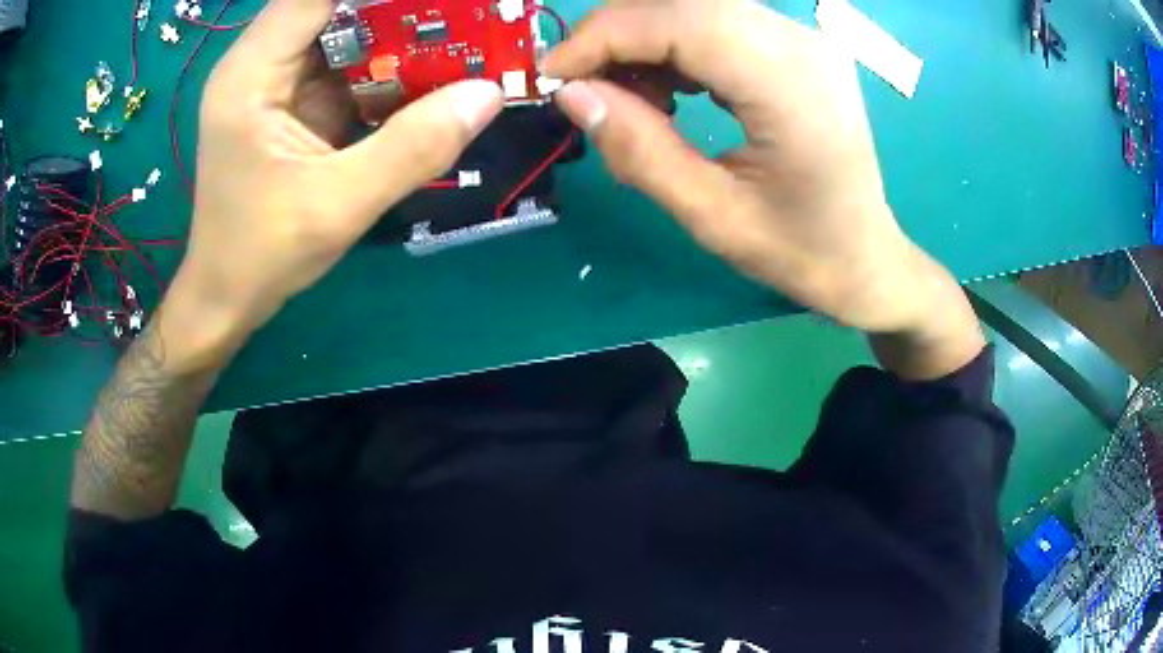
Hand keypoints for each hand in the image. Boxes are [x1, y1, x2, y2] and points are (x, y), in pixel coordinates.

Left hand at [177, 0, 503, 333]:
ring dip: (401, 33)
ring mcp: (279, 81)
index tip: (442, 3)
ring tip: (461, 36)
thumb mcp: (339, 205)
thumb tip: (490, 93)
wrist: (227, 297)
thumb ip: (412, 148)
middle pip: (335, 6)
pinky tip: (433, 73)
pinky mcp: (296, 102)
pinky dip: (391, 66)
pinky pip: (349, 65)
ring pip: (347, 30)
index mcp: (252, 73)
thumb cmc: (262, 254)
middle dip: (400, 9)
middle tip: (464, 16)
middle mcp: (261, 63)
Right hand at [542, 0, 948, 335]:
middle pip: (682, 4)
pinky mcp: (796, 47)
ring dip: (643, 42)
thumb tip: (571, 95)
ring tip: (630, 100)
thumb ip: (639, 150)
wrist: (867, 257)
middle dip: (615, 36)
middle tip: (581, 89)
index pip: (677, 22)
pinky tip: (671, 92)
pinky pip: (718, 23)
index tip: (551, 77)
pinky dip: (675, 47)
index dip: (602, 38)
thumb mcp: (713, 217)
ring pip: (696, 8)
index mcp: (789, 84)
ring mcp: (802, 39)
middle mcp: (799, 42)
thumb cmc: (802, 251)